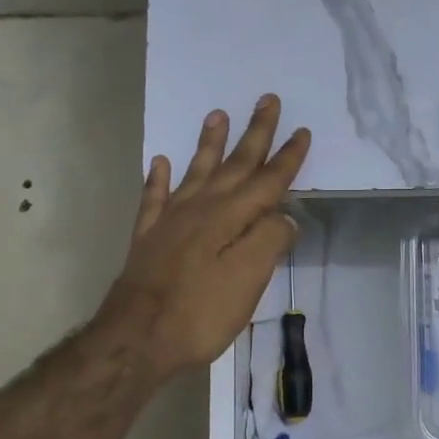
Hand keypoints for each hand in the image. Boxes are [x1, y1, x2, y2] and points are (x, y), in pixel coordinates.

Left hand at [100, 95, 309, 382]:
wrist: (136, 338)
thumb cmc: (200, 312)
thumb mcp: (248, 280)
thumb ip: (269, 241)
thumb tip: (284, 217)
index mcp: (230, 217)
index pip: (267, 181)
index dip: (287, 158)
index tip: (302, 131)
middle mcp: (201, 208)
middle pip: (234, 165)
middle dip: (254, 134)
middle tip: (266, 100)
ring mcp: (170, 220)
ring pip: (195, 171)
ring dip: (209, 144)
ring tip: (217, 115)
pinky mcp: (148, 237)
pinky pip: (155, 197)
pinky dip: (158, 178)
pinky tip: (160, 162)